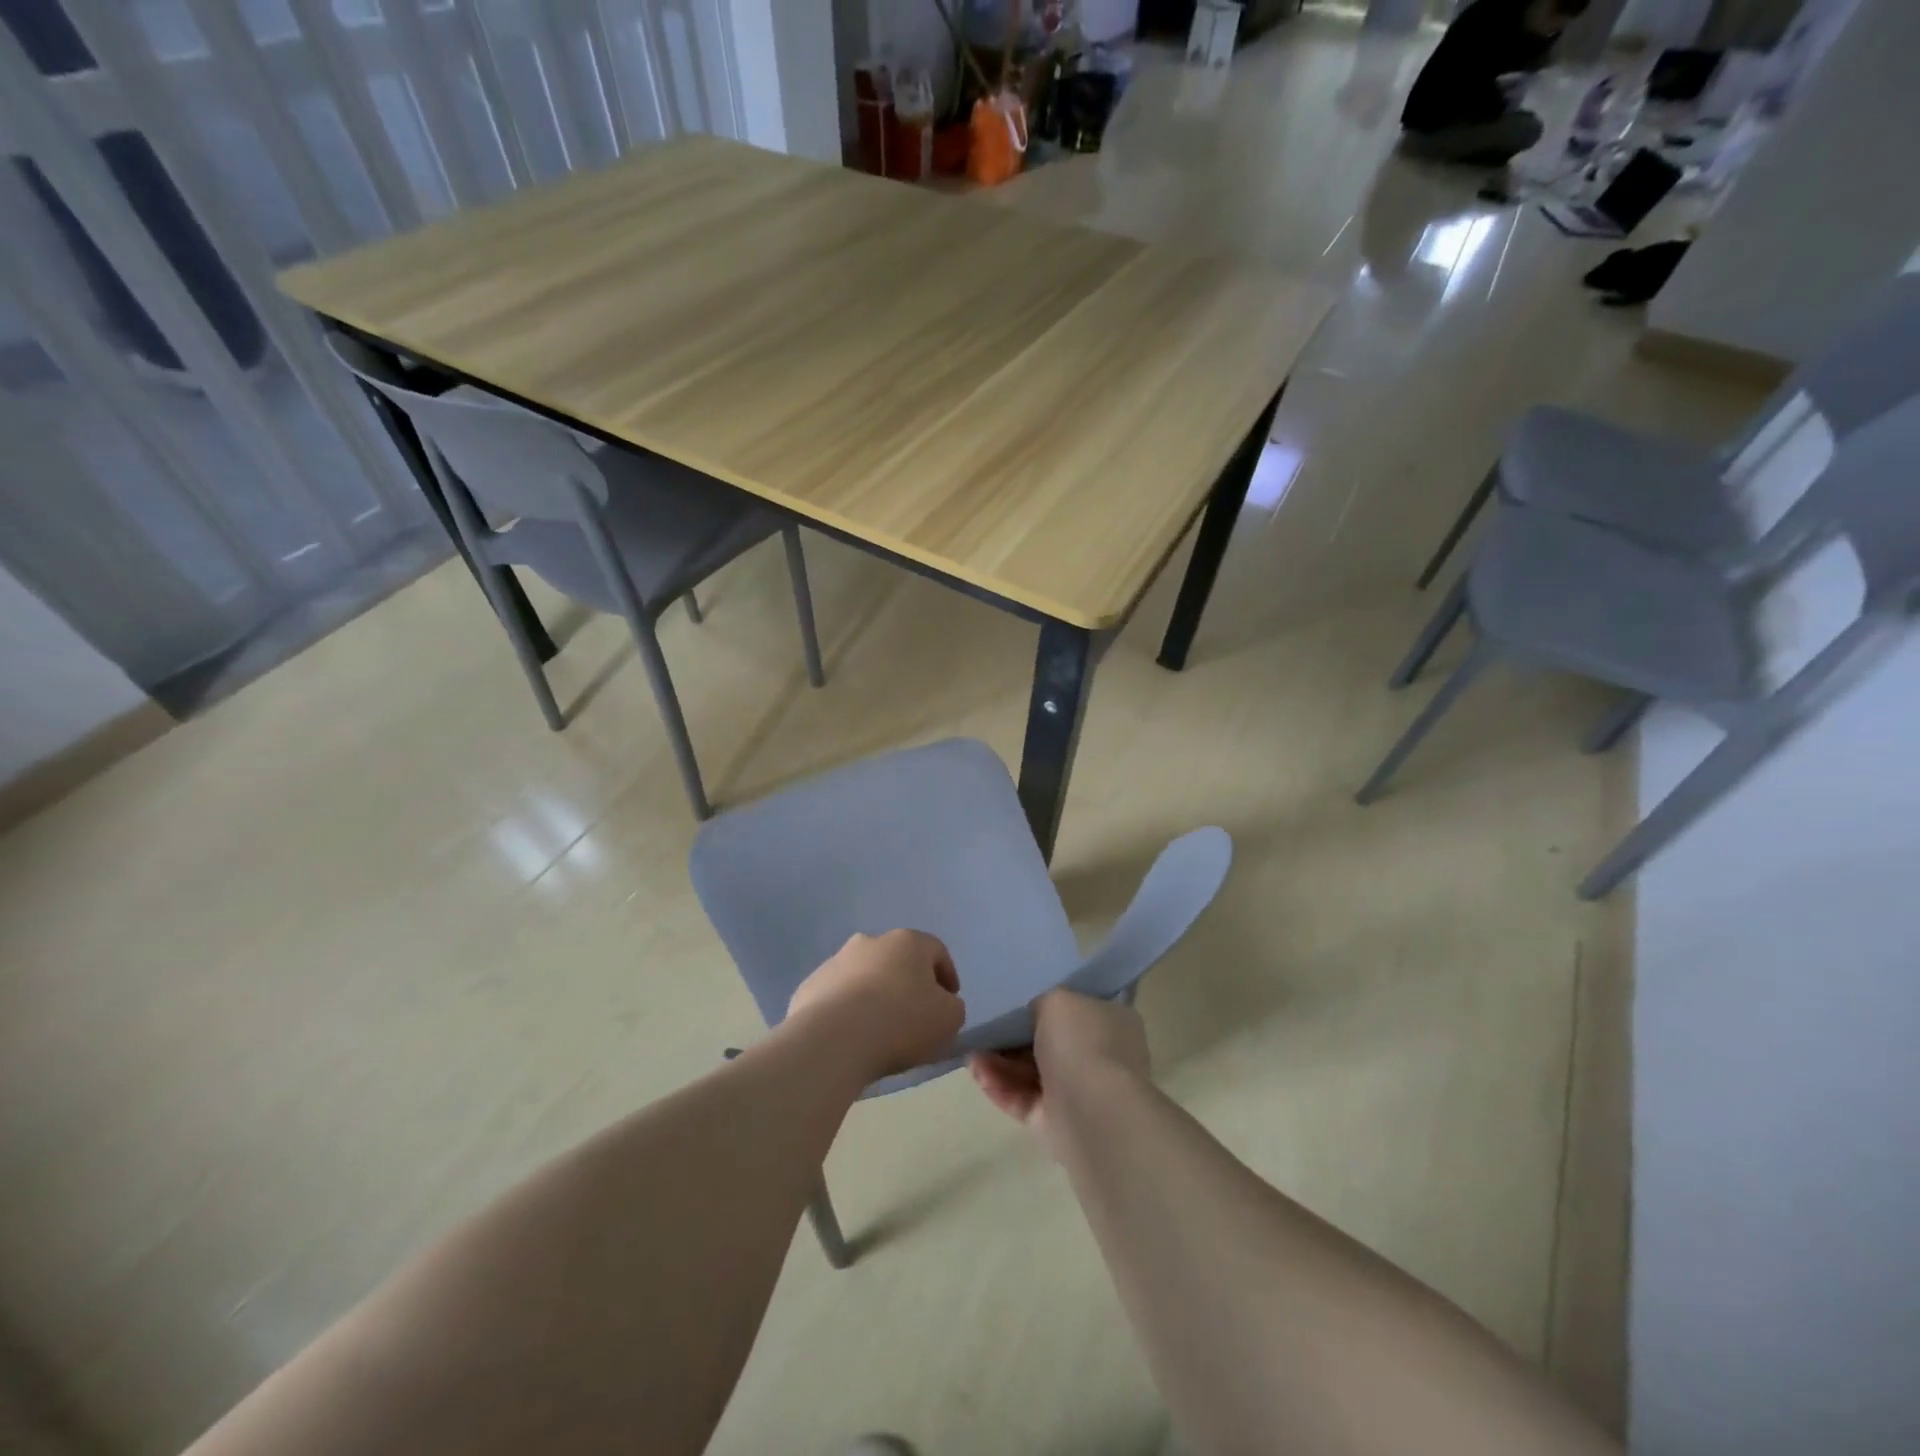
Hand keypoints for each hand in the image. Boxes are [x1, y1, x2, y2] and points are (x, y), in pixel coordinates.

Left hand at [786, 930, 964, 1080]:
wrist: (834, 1040)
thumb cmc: (901, 1022)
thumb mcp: (949, 1018)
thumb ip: (952, 1006)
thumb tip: (941, 1004)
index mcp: (908, 942)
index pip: (936, 951)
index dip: (947, 976)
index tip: (949, 1002)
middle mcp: (870, 942)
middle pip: (897, 960)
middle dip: (907, 983)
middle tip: (913, 1016)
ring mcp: (835, 962)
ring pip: (863, 976)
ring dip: (873, 995)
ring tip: (878, 1031)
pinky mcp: (809, 986)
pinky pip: (836, 997)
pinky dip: (846, 1012)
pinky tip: (849, 1038)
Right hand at [968, 990, 1149, 1156]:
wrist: (1096, 1114)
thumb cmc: (1083, 1043)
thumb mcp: (1059, 1000)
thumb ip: (1042, 1002)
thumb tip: (1034, 1015)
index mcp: (1113, 1021)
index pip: (1077, 1008)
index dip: (1045, 1005)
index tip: (1014, 1002)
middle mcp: (1101, 1056)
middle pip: (1050, 1042)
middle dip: (1014, 1037)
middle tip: (984, 1027)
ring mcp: (1081, 1092)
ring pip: (1033, 1073)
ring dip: (1000, 1062)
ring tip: (971, 1052)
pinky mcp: (1059, 1123)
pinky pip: (1025, 1099)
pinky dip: (1001, 1086)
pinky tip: (976, 1071)